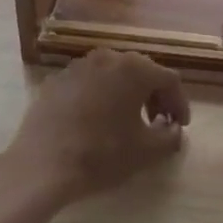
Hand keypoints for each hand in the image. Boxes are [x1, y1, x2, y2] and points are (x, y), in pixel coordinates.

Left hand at [0, 49, 189, 217]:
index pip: (169, 80)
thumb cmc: (101, 155)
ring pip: (112, 74)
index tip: (179, 126)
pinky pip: (88, 83)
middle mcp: (107, 57)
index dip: (179, 103)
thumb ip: (170, 136)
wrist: (42, 165)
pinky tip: (96, 121)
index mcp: (134, 69)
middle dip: (154, 96)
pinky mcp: (56, 80)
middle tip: (158, 122)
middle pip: (141, 71)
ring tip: (127, 120)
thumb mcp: (146, 151)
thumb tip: (173, 129)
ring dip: (126, 94)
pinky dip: (99, 97)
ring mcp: (78, 66)